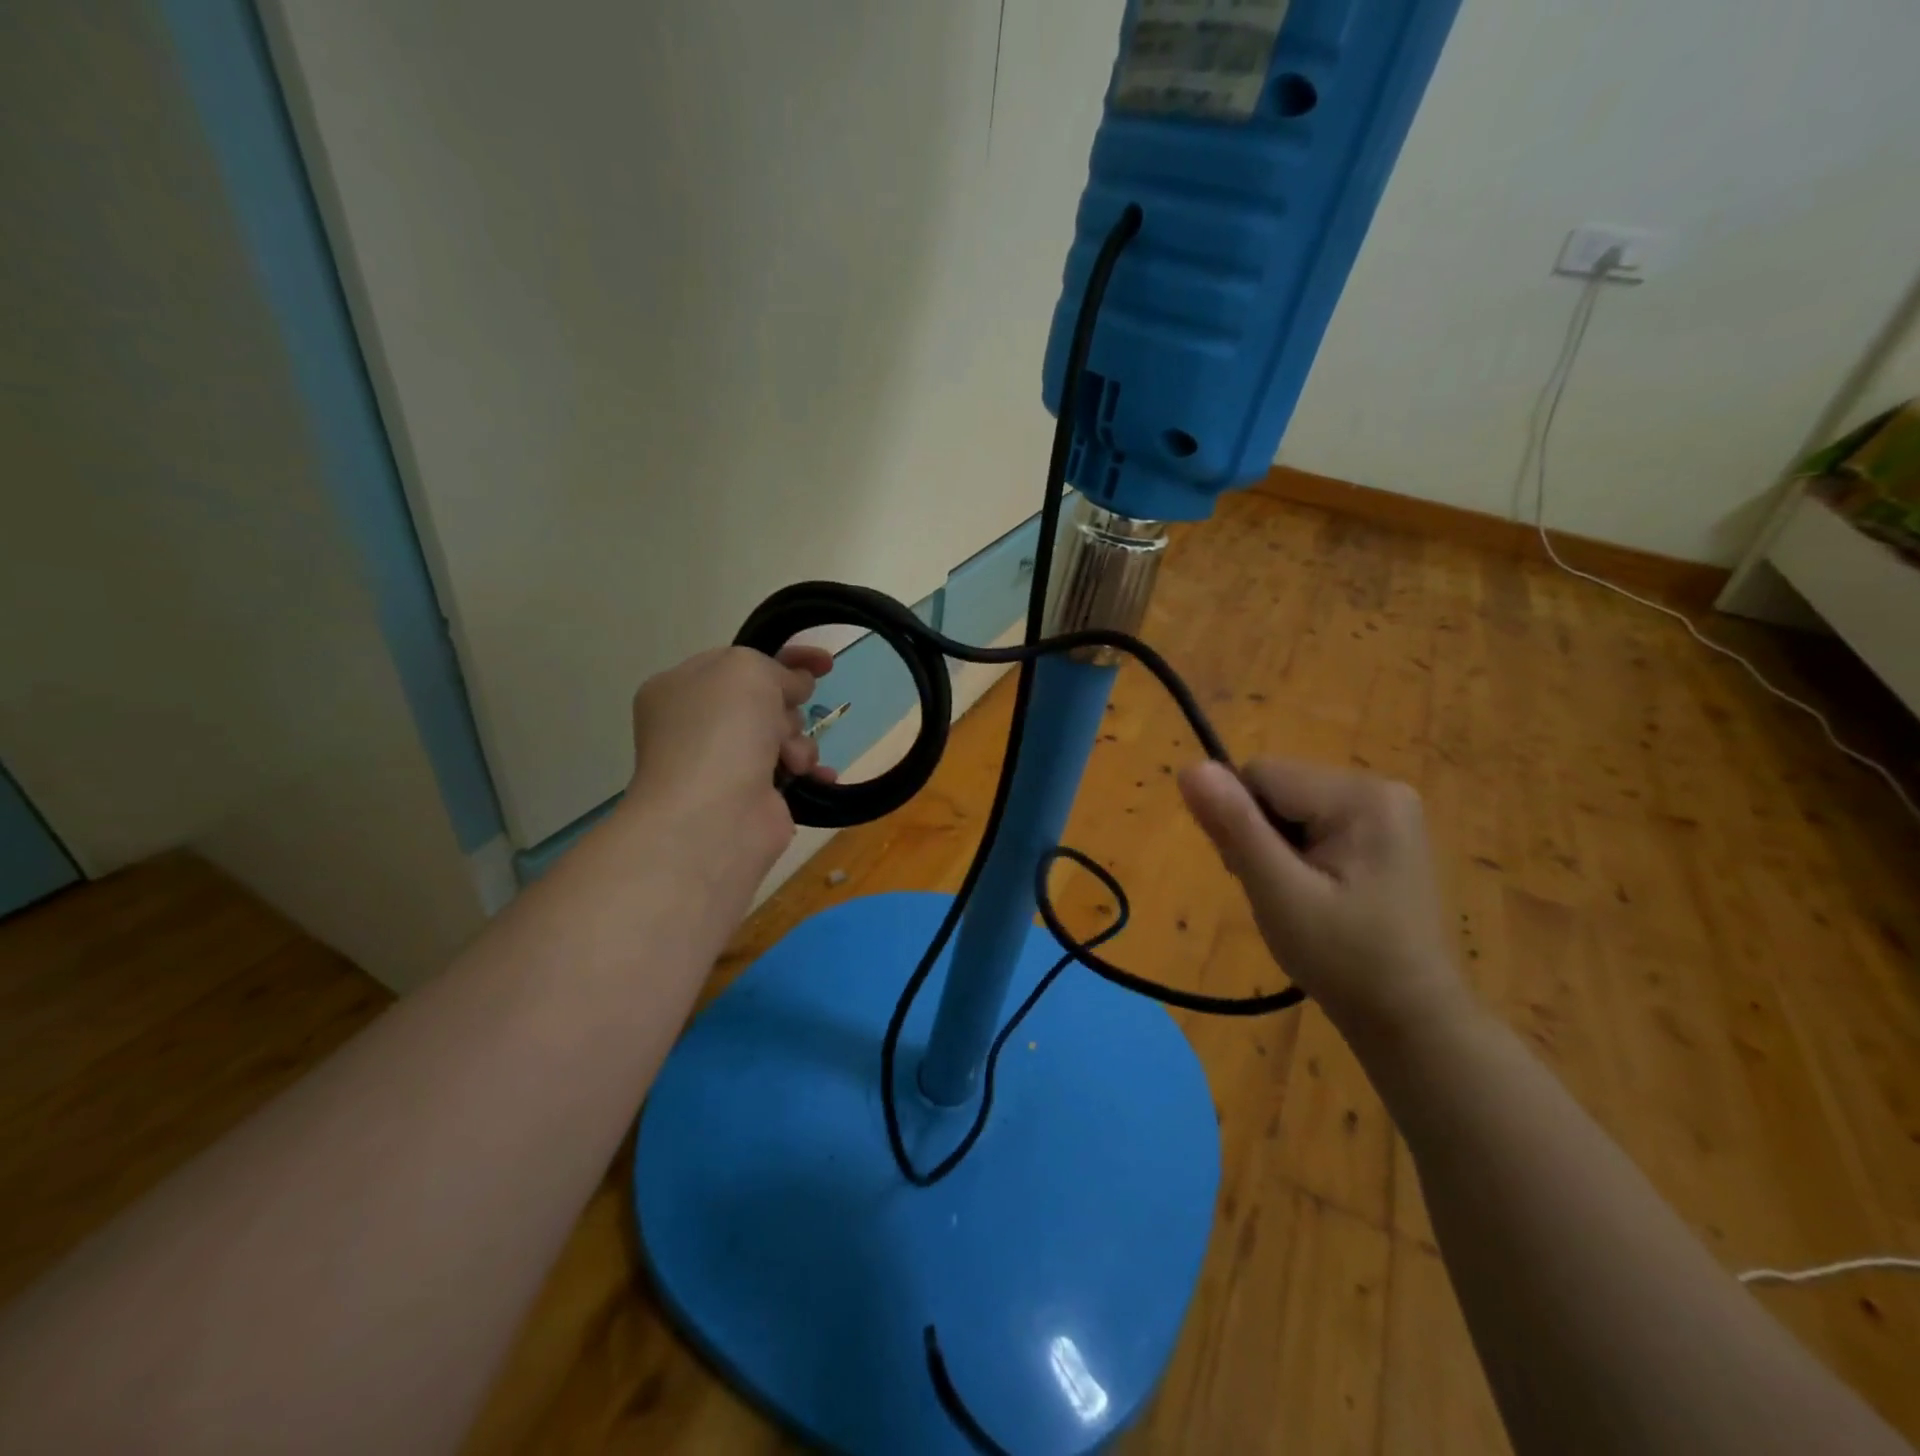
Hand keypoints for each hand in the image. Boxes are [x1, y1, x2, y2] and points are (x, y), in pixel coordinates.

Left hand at [626, 644, 836, 871]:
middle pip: (764, 700)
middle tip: (782, 722)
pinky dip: (810, 771)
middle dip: (787, 707)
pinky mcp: (752, 798)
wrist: (712, 819)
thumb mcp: (746, 670)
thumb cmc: (720, 732)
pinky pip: (791, 771)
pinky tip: (819, 775)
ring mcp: (724, 764)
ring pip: (782, 735)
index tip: (825, 662)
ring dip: (799, 741)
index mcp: (681, 688)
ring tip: (793, 760)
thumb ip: (775, 667)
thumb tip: (795, 687)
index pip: (738, 661)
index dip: (784, 657)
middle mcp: (697, 726)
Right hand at [1178, 759, 1466, 1035]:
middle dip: (1261, 836)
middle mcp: (1379, 786)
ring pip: (1290, 805)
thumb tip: (1188, 768)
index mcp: (1360, 795)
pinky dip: (1299, 853)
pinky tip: (1318, 892)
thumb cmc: (1343, 960)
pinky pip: (1313, 821)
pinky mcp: (1384, 830)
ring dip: (1277, 847)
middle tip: (1281, 894)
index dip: (1242, 823)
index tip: (1260, 876)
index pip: (1260, 776)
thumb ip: (1234, 826)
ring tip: (1300, 898)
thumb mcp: (1278, 894)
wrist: (1410, 1019)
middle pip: (1277, 787)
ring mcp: (1387, 809)